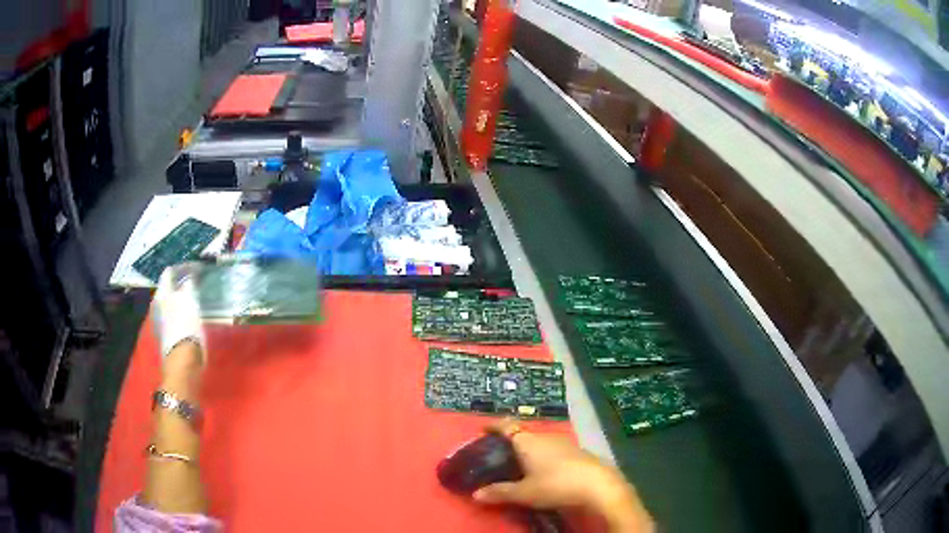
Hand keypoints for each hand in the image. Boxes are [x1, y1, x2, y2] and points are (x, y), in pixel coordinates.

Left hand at [153, 263, 205, 364]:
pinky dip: (179, 309)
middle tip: (194, 281)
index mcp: (163, 293)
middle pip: (168, 286)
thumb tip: (189, 278)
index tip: (196, 267)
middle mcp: (158, 303)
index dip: (183, 268)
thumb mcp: (190, 302)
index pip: (170, 272)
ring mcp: (160, 319)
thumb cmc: (187, 329)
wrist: (183, 361)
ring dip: (180, 297)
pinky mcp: (165, 333)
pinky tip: (188, 313)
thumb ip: (188, 287)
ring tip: (193, 297)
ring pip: (169, 300)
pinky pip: (171, 314)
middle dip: (180, 282)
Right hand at [473, 420, 652, 531]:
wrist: (598, 485)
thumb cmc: (556, 485)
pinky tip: (545, 470)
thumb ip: (500, 492)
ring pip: (540, 442)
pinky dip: (544, 456)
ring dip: (529, 449)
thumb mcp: (524, 493)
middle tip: (499, 454)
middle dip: (511, 441)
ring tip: (520, 464)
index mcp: (528, 441)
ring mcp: (563, 442)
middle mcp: (545, 437)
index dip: (494, 426)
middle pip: (523, 434)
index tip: (484, 428)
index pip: (507, 426)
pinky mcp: (577, 451)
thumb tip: (475, 494)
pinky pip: (553, 449)